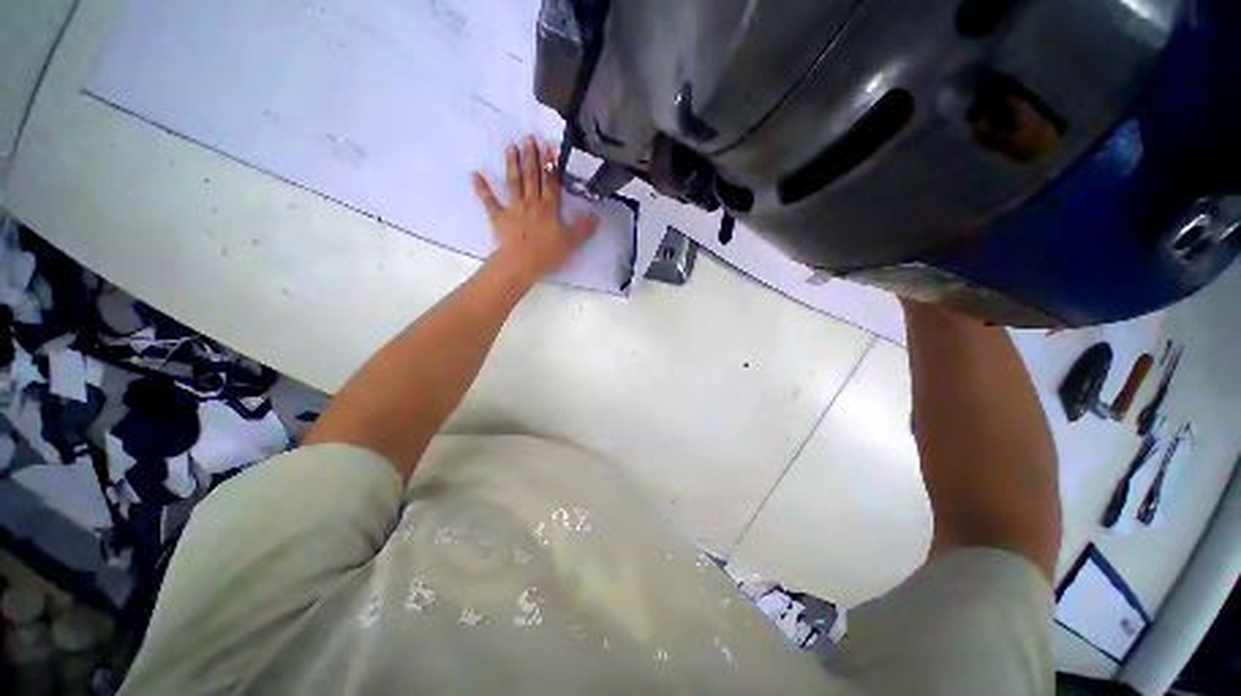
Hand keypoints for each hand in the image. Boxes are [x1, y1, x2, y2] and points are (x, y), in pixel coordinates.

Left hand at [471, 136, 598, 283]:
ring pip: (513, 183)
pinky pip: (489, 201)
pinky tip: (474, 175)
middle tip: (528, 138)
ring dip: (512, 164)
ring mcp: (513, 208)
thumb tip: (596, 217)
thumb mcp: (571, 242)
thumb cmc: (547, 253)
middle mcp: (531, 203)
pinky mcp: (499, 217)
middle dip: (531, 157)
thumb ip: (583, 229)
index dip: (550, 165)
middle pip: (531, 177)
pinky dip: (481, 189)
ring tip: (511, 147)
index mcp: (548, 208)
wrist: (521, 263)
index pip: (550, 183)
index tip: (549, 147)